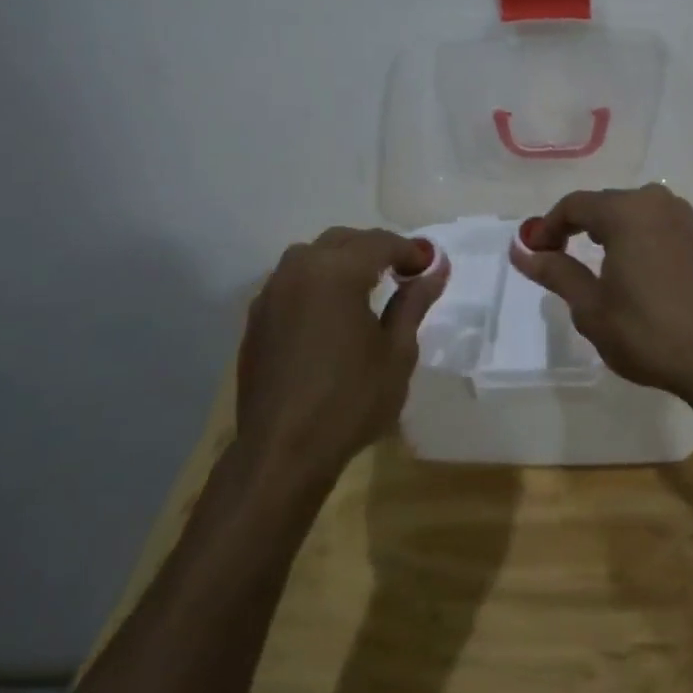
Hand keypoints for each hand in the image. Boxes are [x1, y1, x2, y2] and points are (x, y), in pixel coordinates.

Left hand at [228, 227, 447, 492]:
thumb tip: (435, 269)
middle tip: (405, 272)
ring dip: (343, 260)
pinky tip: (331, 310)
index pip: (380, 243)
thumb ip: (414, 302)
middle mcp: (299, 270)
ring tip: (368, 286)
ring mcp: (271, 293)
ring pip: (312, 256)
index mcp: (337, 272)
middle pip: (344, 240)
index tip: (431, 267)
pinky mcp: (256, 318)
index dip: (410, 250)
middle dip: (376, 249)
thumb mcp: (397, 352)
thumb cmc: (351, 400)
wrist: (282, 452)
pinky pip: (292, 281)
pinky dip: (317, 282)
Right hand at [510, 184, 692, 400]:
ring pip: (634, 215)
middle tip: (559, 260)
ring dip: (610, 233)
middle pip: (605, 205)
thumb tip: (520, 250)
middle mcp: (658, 203)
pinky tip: (636, 275)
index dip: (548, 226)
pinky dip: (638, 241)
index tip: (535, 253)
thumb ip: (555, 271)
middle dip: (578, 228)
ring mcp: (686, 220)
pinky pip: (659, 228)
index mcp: (627, 211)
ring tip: (597, 268)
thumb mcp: (590, 307)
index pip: (575, 205)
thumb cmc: (647, 332)